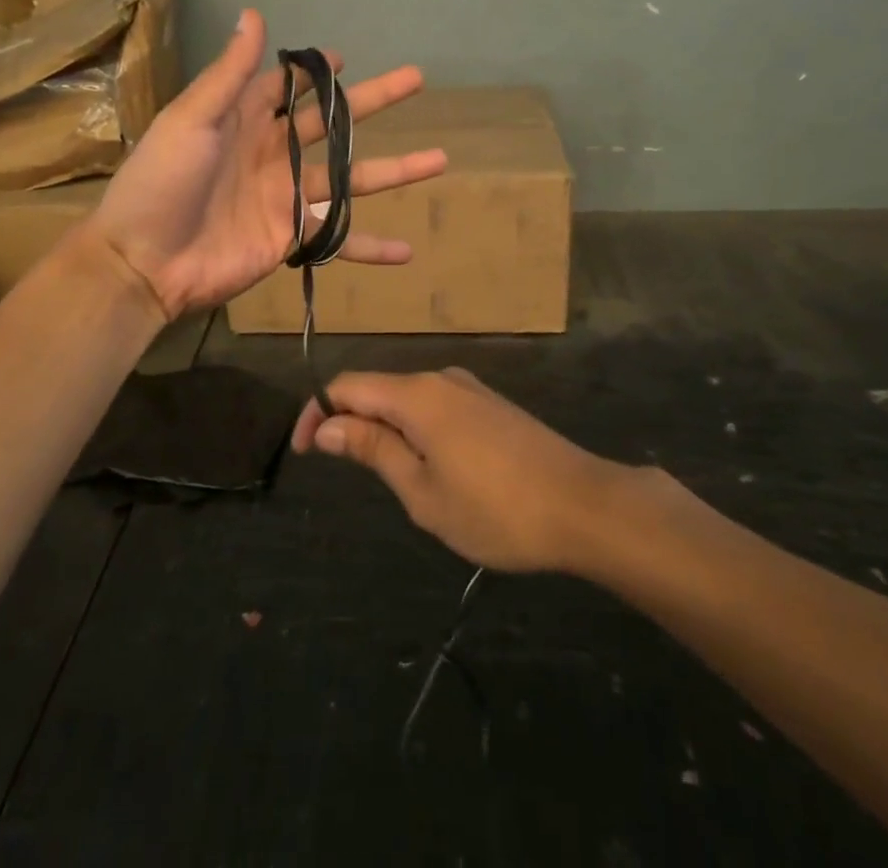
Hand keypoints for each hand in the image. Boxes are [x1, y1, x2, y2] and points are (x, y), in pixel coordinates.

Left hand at [84, 9, 447, 319]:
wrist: (144, 261)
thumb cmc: (161, 182)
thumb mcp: (191, 119)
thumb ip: (230, 74)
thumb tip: (254, 14)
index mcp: (245, 120)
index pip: (287, 86)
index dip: (314, 72)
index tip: (342, 58)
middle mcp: (274, 153)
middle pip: (334, 124)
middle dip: (374, 101)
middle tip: (416, 80)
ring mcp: (287, 197)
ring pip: (352, 180)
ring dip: (395, 170)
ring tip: (440, 159)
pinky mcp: (292, 238)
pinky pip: (339, 240)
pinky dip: (371, 247)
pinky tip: (406, 251)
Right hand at [290, 367, 629, 573]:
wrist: (584, 505)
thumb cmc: (495, 508)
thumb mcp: (423, 491)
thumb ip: (373, 450)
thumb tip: (327, 426)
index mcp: (418, 395)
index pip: (348, 386)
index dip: (316, 413)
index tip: (303, 453)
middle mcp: (441, 379)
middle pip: (378, 388)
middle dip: (351, 423)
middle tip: (346, 474)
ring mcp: (470, 389)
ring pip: (408, 399)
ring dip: (386, 430)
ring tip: (391, 480)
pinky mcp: (491, 405)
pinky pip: (436, 407)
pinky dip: (416, 430)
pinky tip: (431, 469)